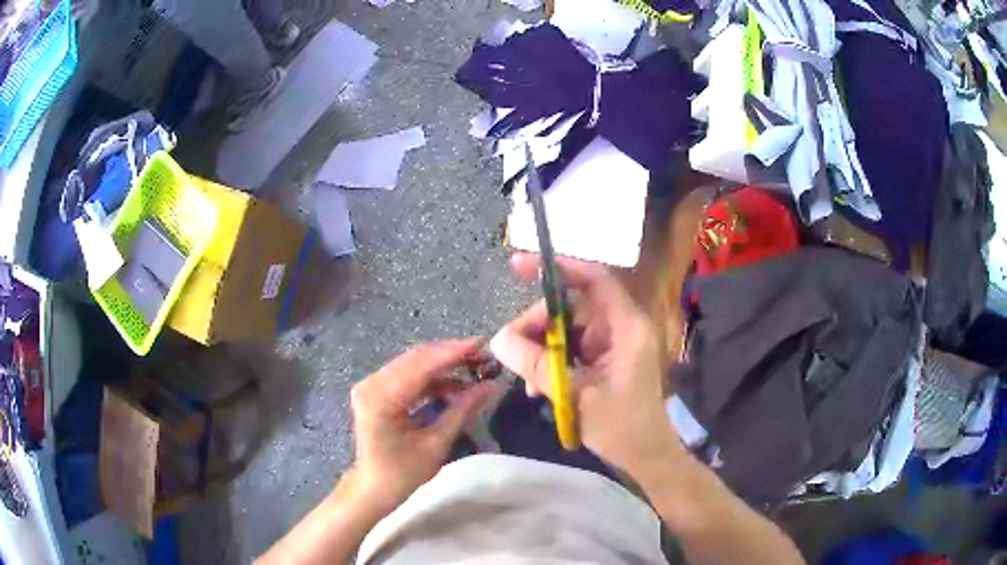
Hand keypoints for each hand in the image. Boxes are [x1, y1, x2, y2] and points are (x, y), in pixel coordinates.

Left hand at [349, 340, 495, 512]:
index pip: (421, 366)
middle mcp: (372, 384)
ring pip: (413, 364)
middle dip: (450, 355)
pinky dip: (431, 377)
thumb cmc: (403, 473)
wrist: (374, 487)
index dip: (453, 353)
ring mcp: (371, 385)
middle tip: (483, 355)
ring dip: (443, 364)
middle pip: (416, 359)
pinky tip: (454, 382)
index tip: (483, 344)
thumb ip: (461, 409)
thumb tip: (491, 385)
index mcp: (381, 399)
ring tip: (474, 368)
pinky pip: (407, 374)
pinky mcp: (376, 389)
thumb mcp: (436, 443)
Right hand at [490, 253, 682, 477]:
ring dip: (540, 348)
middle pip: (571, 306)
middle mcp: (619, 327)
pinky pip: (569, 349)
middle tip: (510, 347)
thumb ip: (537, 365)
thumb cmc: (621, 426)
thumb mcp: (575, 395)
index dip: (558, 268)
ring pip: (565, 329)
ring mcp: (610, 344)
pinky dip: (550, 362)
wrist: (645, 455)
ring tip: (525, 378)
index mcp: (625, 327)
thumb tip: (499, 339)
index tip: (518, 267)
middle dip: (538, 324)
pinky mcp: (602, 360)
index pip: (593, 280)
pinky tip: (537, 387)